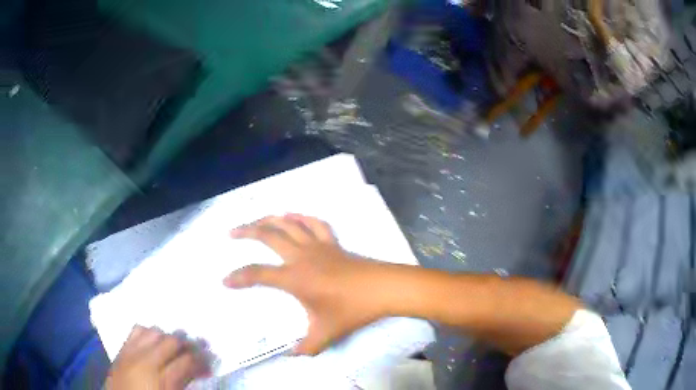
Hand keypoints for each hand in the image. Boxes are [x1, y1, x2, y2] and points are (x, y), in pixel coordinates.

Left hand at [106, 326, 209, 389]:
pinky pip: (136, 330)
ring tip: (176, 346)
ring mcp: (131, 351)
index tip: (210, 364)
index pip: (187, 362)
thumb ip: (182, 383)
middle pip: (171, 342)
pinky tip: (154, 340)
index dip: (202, 361)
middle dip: (188, 345)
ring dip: (168, 337)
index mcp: (161, 379)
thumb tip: (195, 371)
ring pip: (154, 332)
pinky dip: (148, 332)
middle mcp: (146, 360)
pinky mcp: (122, 348)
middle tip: (199, 350)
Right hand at [223, 214, 391, 355]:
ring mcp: (318, 245)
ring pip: (288, 224)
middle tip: (231, 233)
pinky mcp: (332, 242)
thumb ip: (307, 347)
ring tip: (256, 220)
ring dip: (269, 219)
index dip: (238, 277)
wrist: (383, 289)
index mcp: (294, 278)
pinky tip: (292, 216)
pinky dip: (301, 217)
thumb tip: (293, 356)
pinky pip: (314, 223)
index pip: (258, 274)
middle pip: (268, 235)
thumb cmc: (352, 310)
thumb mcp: (326, 334)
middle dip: (246, 231)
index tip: (225, 281)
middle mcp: (301, 256)